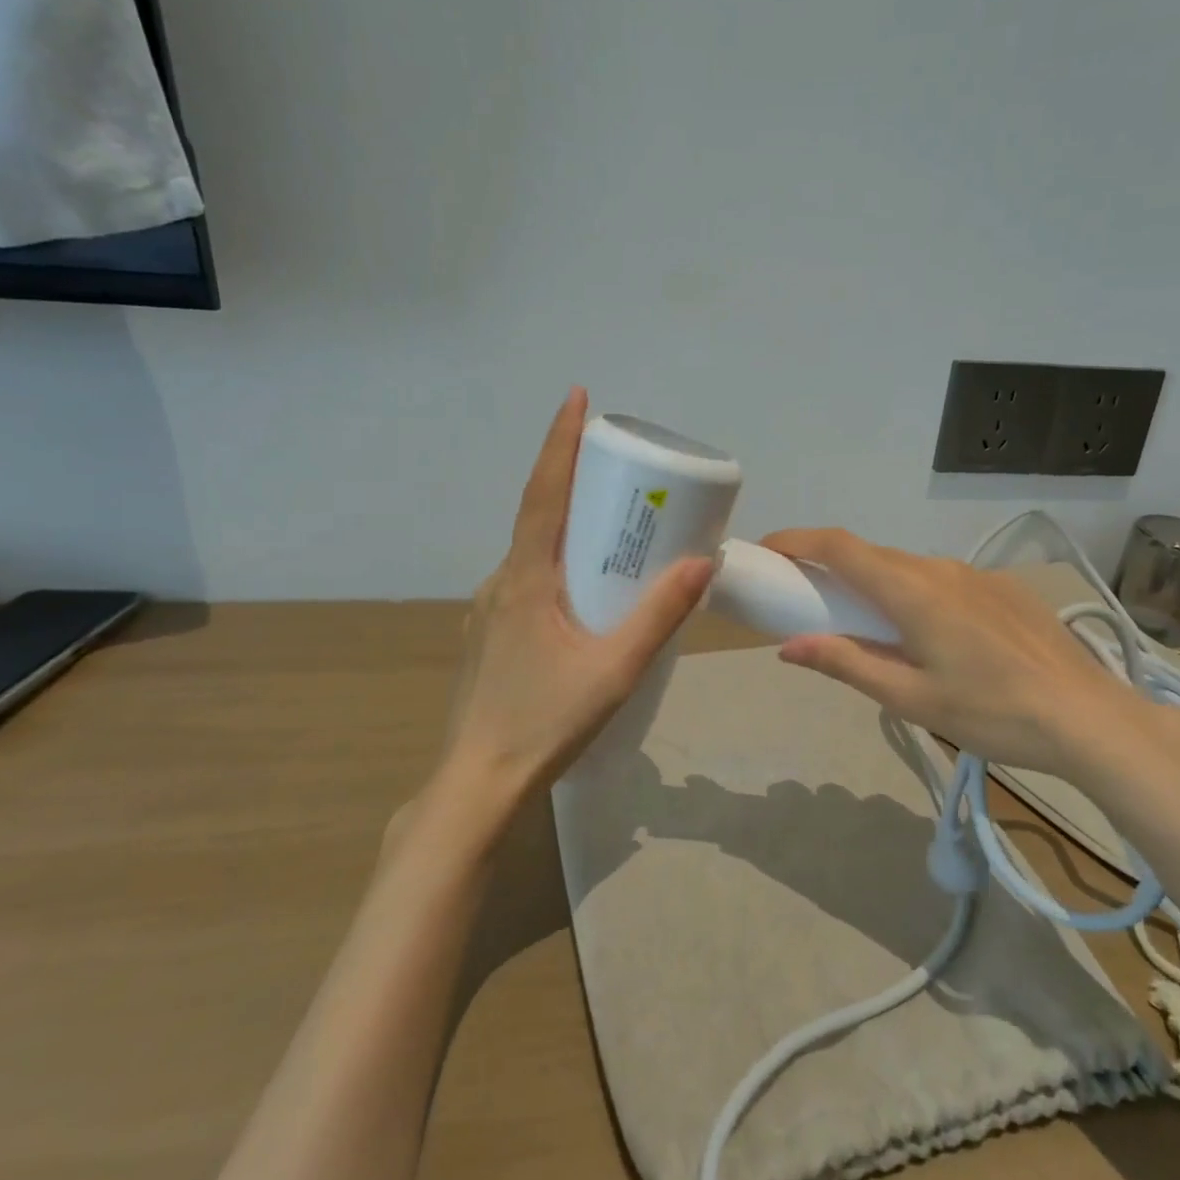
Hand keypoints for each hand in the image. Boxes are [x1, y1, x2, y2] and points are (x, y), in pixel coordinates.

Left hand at [433, 389, 713, 825]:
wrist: (478, 781)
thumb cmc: (546, 722)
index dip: (559, 442)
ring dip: (568, 529)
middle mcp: (501, 582)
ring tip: (613, 531)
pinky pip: (528, 581)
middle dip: (576, 482)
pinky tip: (584, 595)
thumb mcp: (615, 669)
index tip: (577, 397)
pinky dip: (558, 566)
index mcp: (525, 579)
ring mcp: (489, 609)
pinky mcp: (491, 634)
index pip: (544, 494)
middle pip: (540, 517)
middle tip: (619, 468)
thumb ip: (659, 616)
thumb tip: (701, 560)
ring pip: (533, 554)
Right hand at [761, 528, 1179, 789]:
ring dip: (874, 582)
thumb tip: (789, 646)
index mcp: (912, 591)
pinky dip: (913, 592)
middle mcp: (940, 569)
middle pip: (871, 555)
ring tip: (866, 623)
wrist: (1089, 719)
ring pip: (908, 567)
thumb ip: (847, 664)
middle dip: (830, 566)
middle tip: (806, 597)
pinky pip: (942, 579)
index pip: (839, 547)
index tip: (767, 550)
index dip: (797, 541)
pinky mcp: (1003, 589)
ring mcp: (976, 575)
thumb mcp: (911, 699)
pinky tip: (929, 633)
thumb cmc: (992, 713)